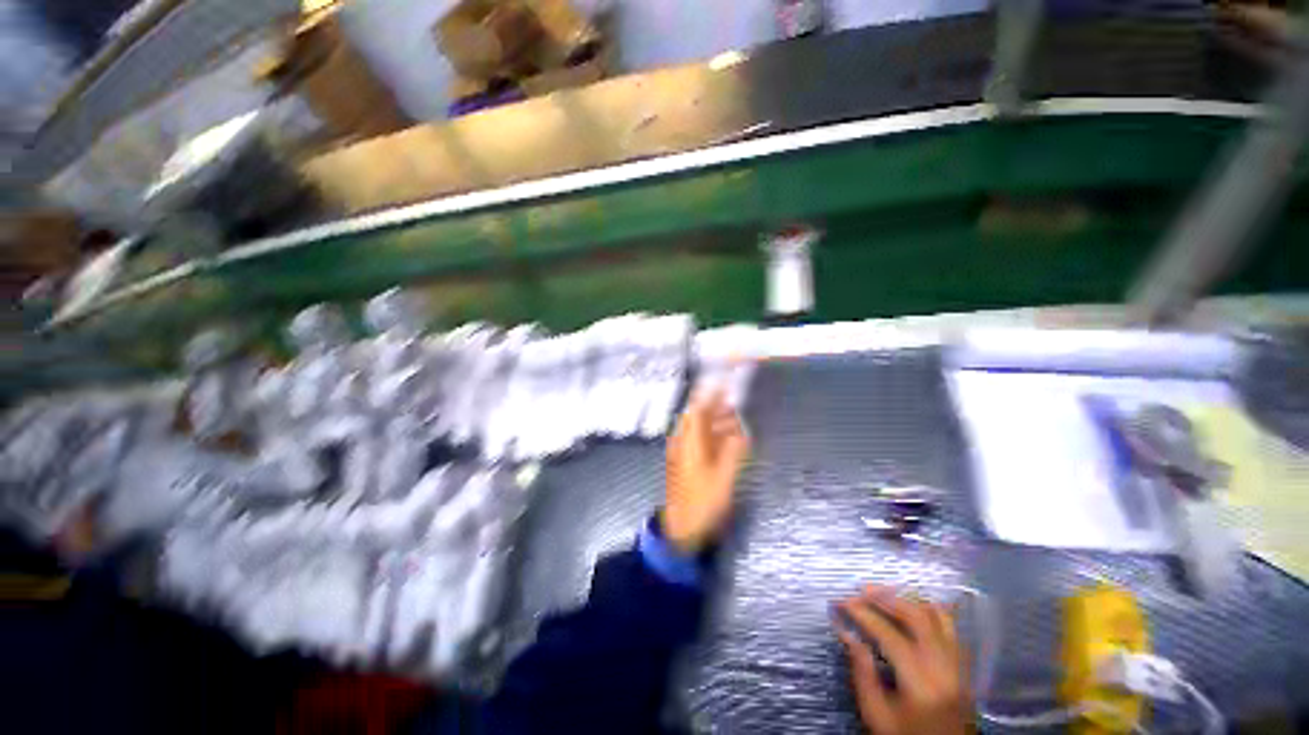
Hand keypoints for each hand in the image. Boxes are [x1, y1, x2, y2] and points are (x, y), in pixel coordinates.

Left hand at [661, 391, 750, 553]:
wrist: (681, 528)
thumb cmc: (703, 503)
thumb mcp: (724, 478)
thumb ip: (733, 451)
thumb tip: (741, 429)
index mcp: (689, 441)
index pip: (699, 409)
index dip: (711, 393)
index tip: (725, 381)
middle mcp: (683, 441)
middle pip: (698, 415)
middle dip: (716, 405)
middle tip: (735, 400)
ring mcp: (683, 451)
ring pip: (699, 427)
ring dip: (716, 420)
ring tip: (736, 418)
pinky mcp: (685, 460)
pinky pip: (699, 439)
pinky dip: (713, 434)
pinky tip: (728, 438)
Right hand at [835, 586, 969, 734]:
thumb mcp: (876, 715)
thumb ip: (862, 673)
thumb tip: (846, 632)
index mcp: (921, 683)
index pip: (889, 634)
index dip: (863, 614)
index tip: (842, 602)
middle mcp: (945, 668)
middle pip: (916, 617)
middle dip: (885, 598)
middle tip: (861, 590)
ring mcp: (959, 665)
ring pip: (937, 616)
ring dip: (907, 600)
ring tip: (883, 594)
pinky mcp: (965, 667)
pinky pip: (951, 628)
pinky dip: (931, 610)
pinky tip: (913, 606)